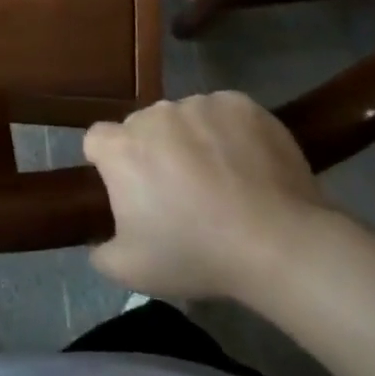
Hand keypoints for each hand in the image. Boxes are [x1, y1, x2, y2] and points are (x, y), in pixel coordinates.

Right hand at [83, 91, 330, 301]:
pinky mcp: (239, 104)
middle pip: (143, 126)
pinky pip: (224, 113)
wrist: (276, 242)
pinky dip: (229, 132)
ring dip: (192, 140)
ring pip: (185, 118)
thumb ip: (102, 253)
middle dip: (154, 151)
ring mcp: (199, 105)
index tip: (132, 189)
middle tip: (180, 191)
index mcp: (122, 148)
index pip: (98, 140)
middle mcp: (155, 114)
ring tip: (222, 179)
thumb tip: (99, 244)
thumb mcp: (133, 271)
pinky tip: (248, 165)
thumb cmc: (196, 254)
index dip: (110, 162)